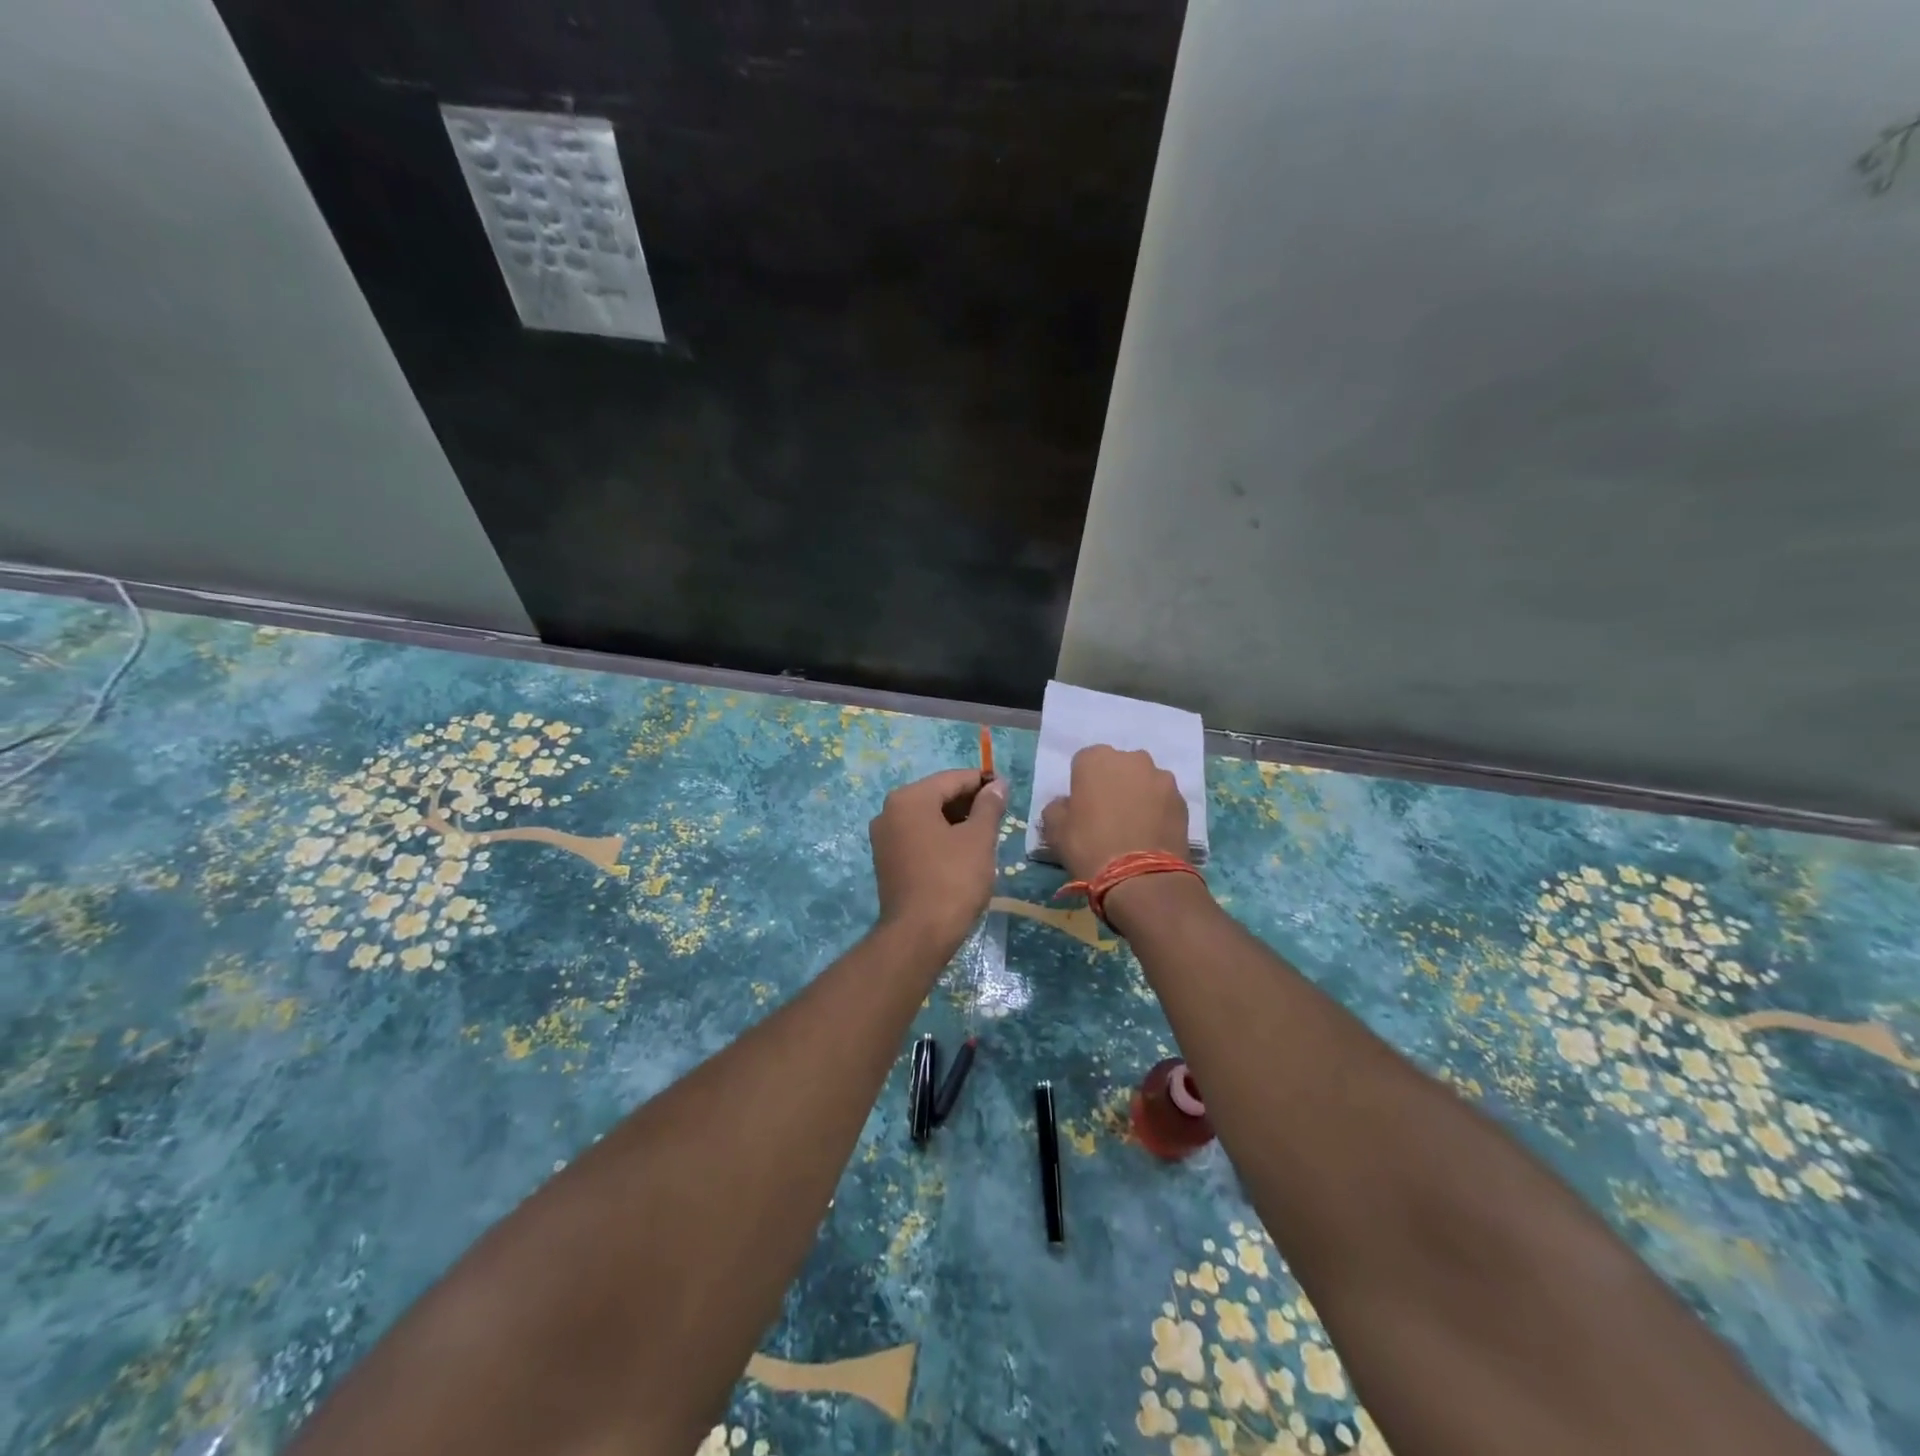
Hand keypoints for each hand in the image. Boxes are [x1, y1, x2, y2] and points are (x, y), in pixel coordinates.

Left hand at [869, 769, 1008, 955]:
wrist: (918, 935)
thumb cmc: (952, 880)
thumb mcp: (978, 839)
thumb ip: (989, 806)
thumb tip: (997, 784)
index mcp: (909, 799)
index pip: (952, 779)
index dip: (981, 782)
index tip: (1006, 789)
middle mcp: (890, 811)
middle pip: (937, 795)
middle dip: (968, 802)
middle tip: (999, 814)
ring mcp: (884, 837)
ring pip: (927, 817)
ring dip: (956, 820)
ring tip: (986, 834)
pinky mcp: (887, 860)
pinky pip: (918, 836)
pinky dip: (940, 837)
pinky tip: (963, 851)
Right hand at [1040, 745, 1189, 881]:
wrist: (1141, 877)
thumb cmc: (1089, 846)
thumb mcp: (1054, 830)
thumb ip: (1057, 808)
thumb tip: (1067, 804)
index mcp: (1096, 759)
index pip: (1084, 762)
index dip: (1082, 784)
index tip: (1082, 806)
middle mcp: (1131, 759)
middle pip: (1118, 767)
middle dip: (1113, 784)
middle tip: (1108, 814)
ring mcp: (1161, 777)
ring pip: (1144, 781)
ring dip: (1138, 795)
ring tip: (1133, 826)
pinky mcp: (1182, 799)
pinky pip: (1163, 799)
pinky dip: (1158, 810)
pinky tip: (1151, 834)